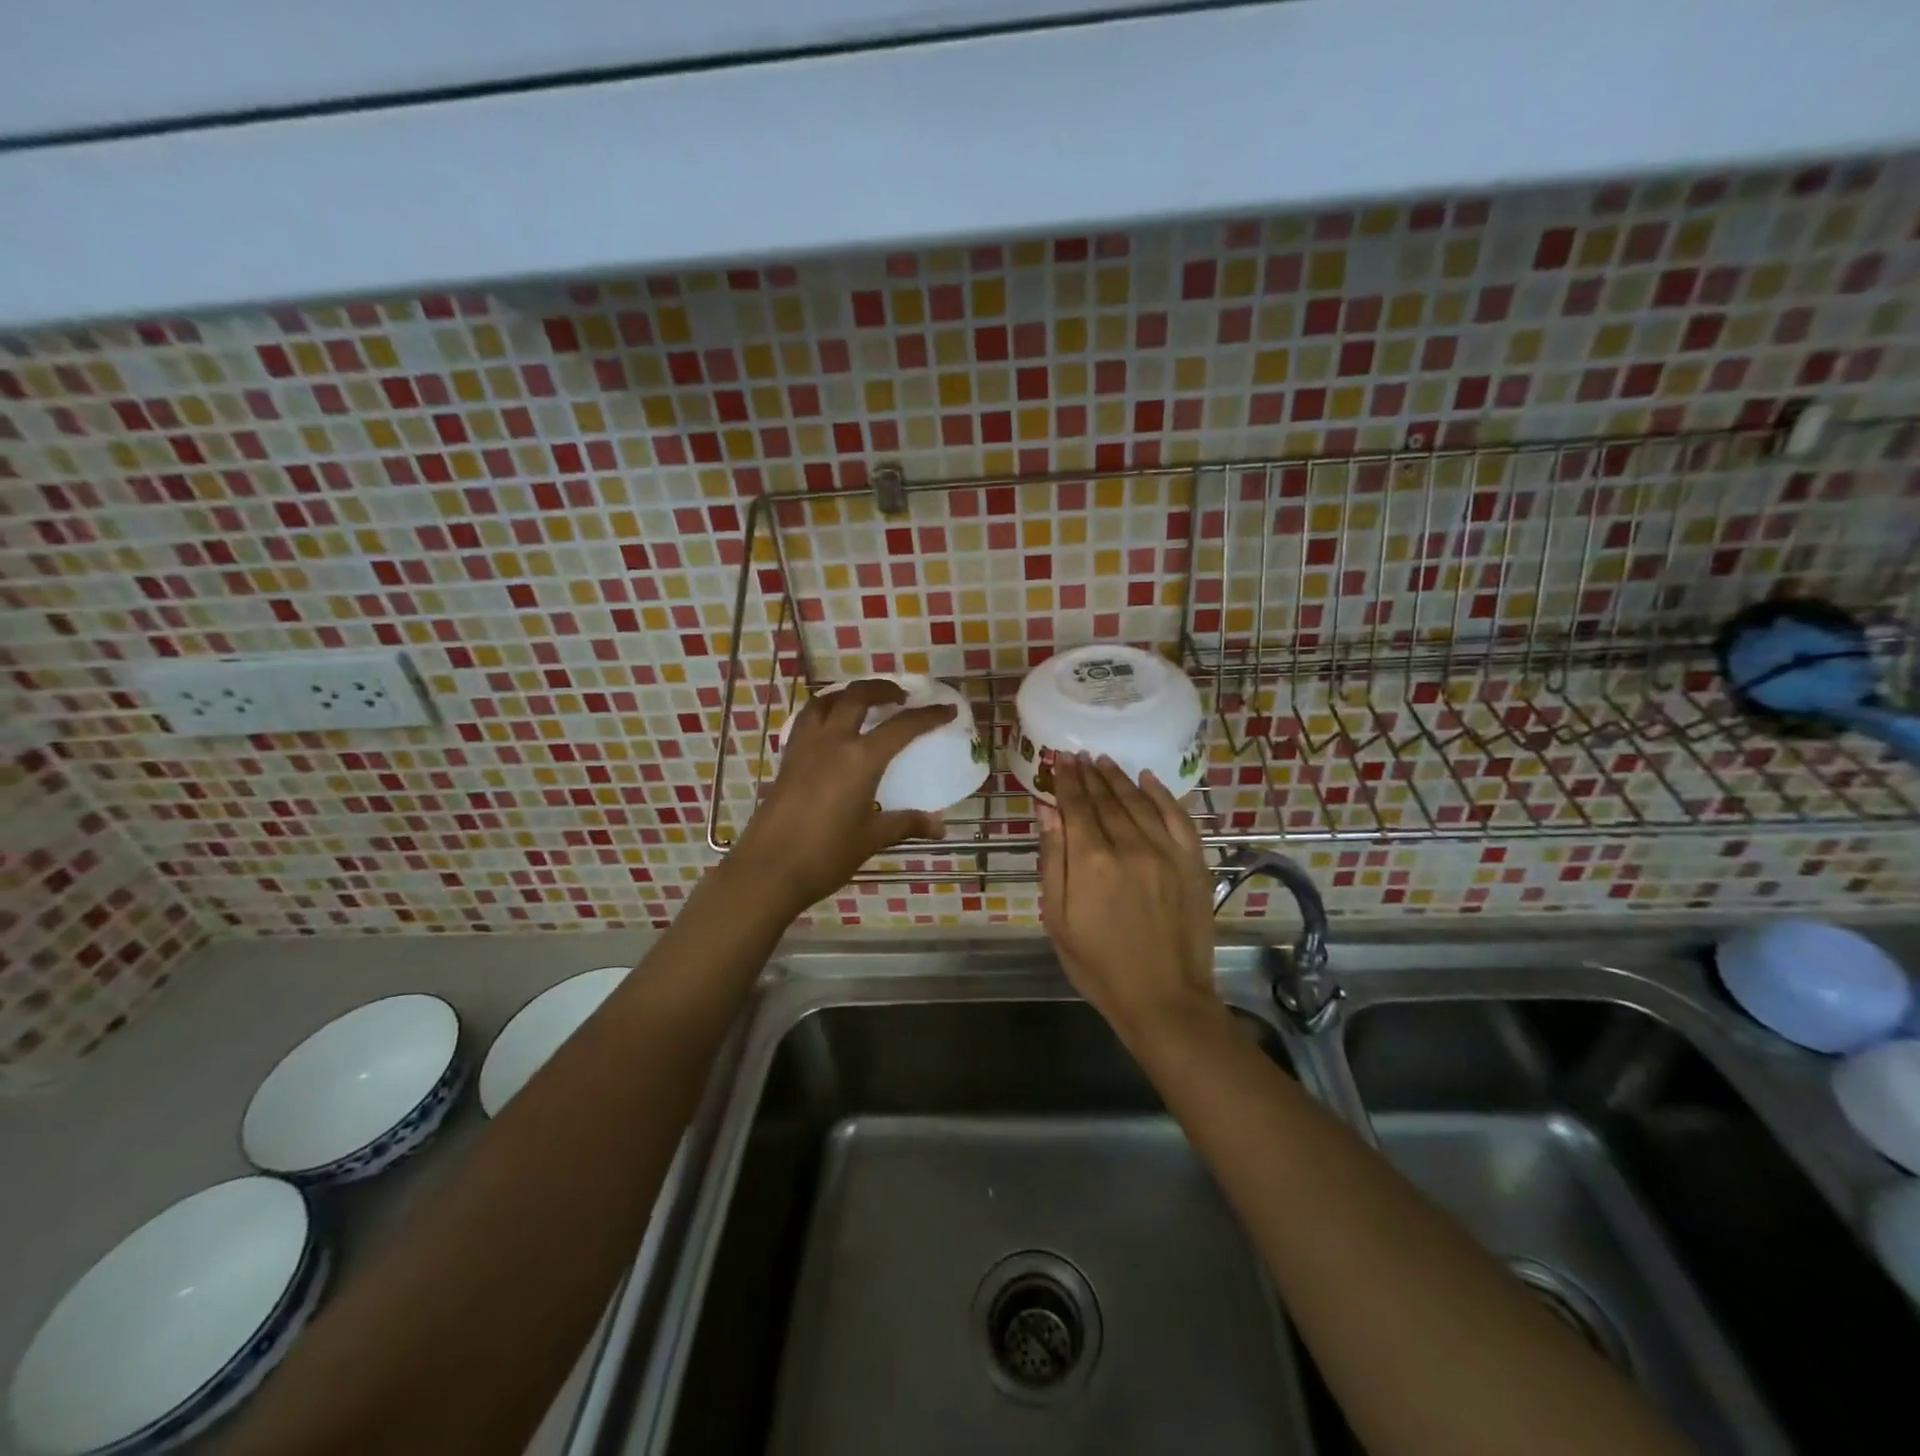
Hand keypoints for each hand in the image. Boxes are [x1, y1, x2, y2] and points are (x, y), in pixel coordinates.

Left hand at [731, 678, 957, 913]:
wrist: (768, 870)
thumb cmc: (826, 854)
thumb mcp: (871, 838)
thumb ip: (905, 824)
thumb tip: (939, 826)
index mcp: (860, 759)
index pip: (901, 727)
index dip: (928, 716)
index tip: (946, 709)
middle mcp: (832, 742)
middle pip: (857, 696)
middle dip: (882, 689)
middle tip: (901, 697)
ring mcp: (804, 747)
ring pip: (825, 702)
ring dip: (847, 694)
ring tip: (862, 703)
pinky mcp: (787, 759)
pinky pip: (806, 720)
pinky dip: (824, 712)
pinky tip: (831, 730)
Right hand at [1037, 754, 1222, 1049]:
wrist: (1163, 999)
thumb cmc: (1098, 965)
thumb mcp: (1058, 918)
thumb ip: (1053, 859)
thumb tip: (1047, 810)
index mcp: (1091, 861)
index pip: (1076, 806)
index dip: (1067, 780)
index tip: (1060, 759)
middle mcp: (1129, 846)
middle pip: (1106, 799)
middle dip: (1090, 774)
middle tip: (1079, 755)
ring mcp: (1166, 852)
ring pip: (1139, 801)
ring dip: (1119, 778)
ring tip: (1104, 761)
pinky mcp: (1193, 863)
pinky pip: (1177, 817)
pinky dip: (1162, 794)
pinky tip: (1148, 779)